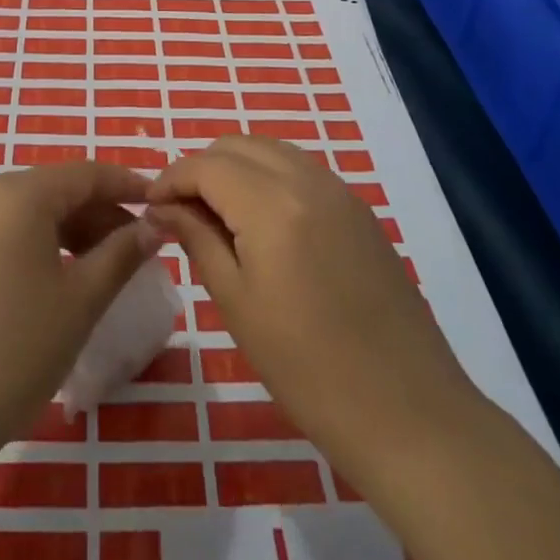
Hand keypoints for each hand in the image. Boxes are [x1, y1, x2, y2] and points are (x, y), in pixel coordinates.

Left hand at [0, 160, 160, 474]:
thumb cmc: (9, 352)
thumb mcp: (79, 303)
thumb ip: (121, 255)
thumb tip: (153, 226)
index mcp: (18, 192)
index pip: (86, 174)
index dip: (127, 186)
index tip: (162, 203)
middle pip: (56, 191)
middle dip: (101, 215)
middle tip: (140, 250)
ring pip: (29, 213)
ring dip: (71, 233)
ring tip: (105, 269)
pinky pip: (3, 234)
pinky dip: (38, 247)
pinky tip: (57, 282)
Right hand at [147, 136, 475, 481]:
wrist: (409, 414)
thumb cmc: (309, 370)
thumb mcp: (238, 305)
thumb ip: (197, 240)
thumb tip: (162, 208)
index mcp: (272, 205)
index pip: (207, 165)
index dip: (171, 179)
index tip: (150, 206)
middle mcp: (307, 180)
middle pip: (238, 145)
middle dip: (201, 168)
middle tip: (181, 211)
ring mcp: (339, 190)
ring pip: (271, 150)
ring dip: (236, 167)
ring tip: (217, 213)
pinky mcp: (359, 209)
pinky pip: (301, 169)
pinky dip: (269, 176)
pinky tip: (262, 221)